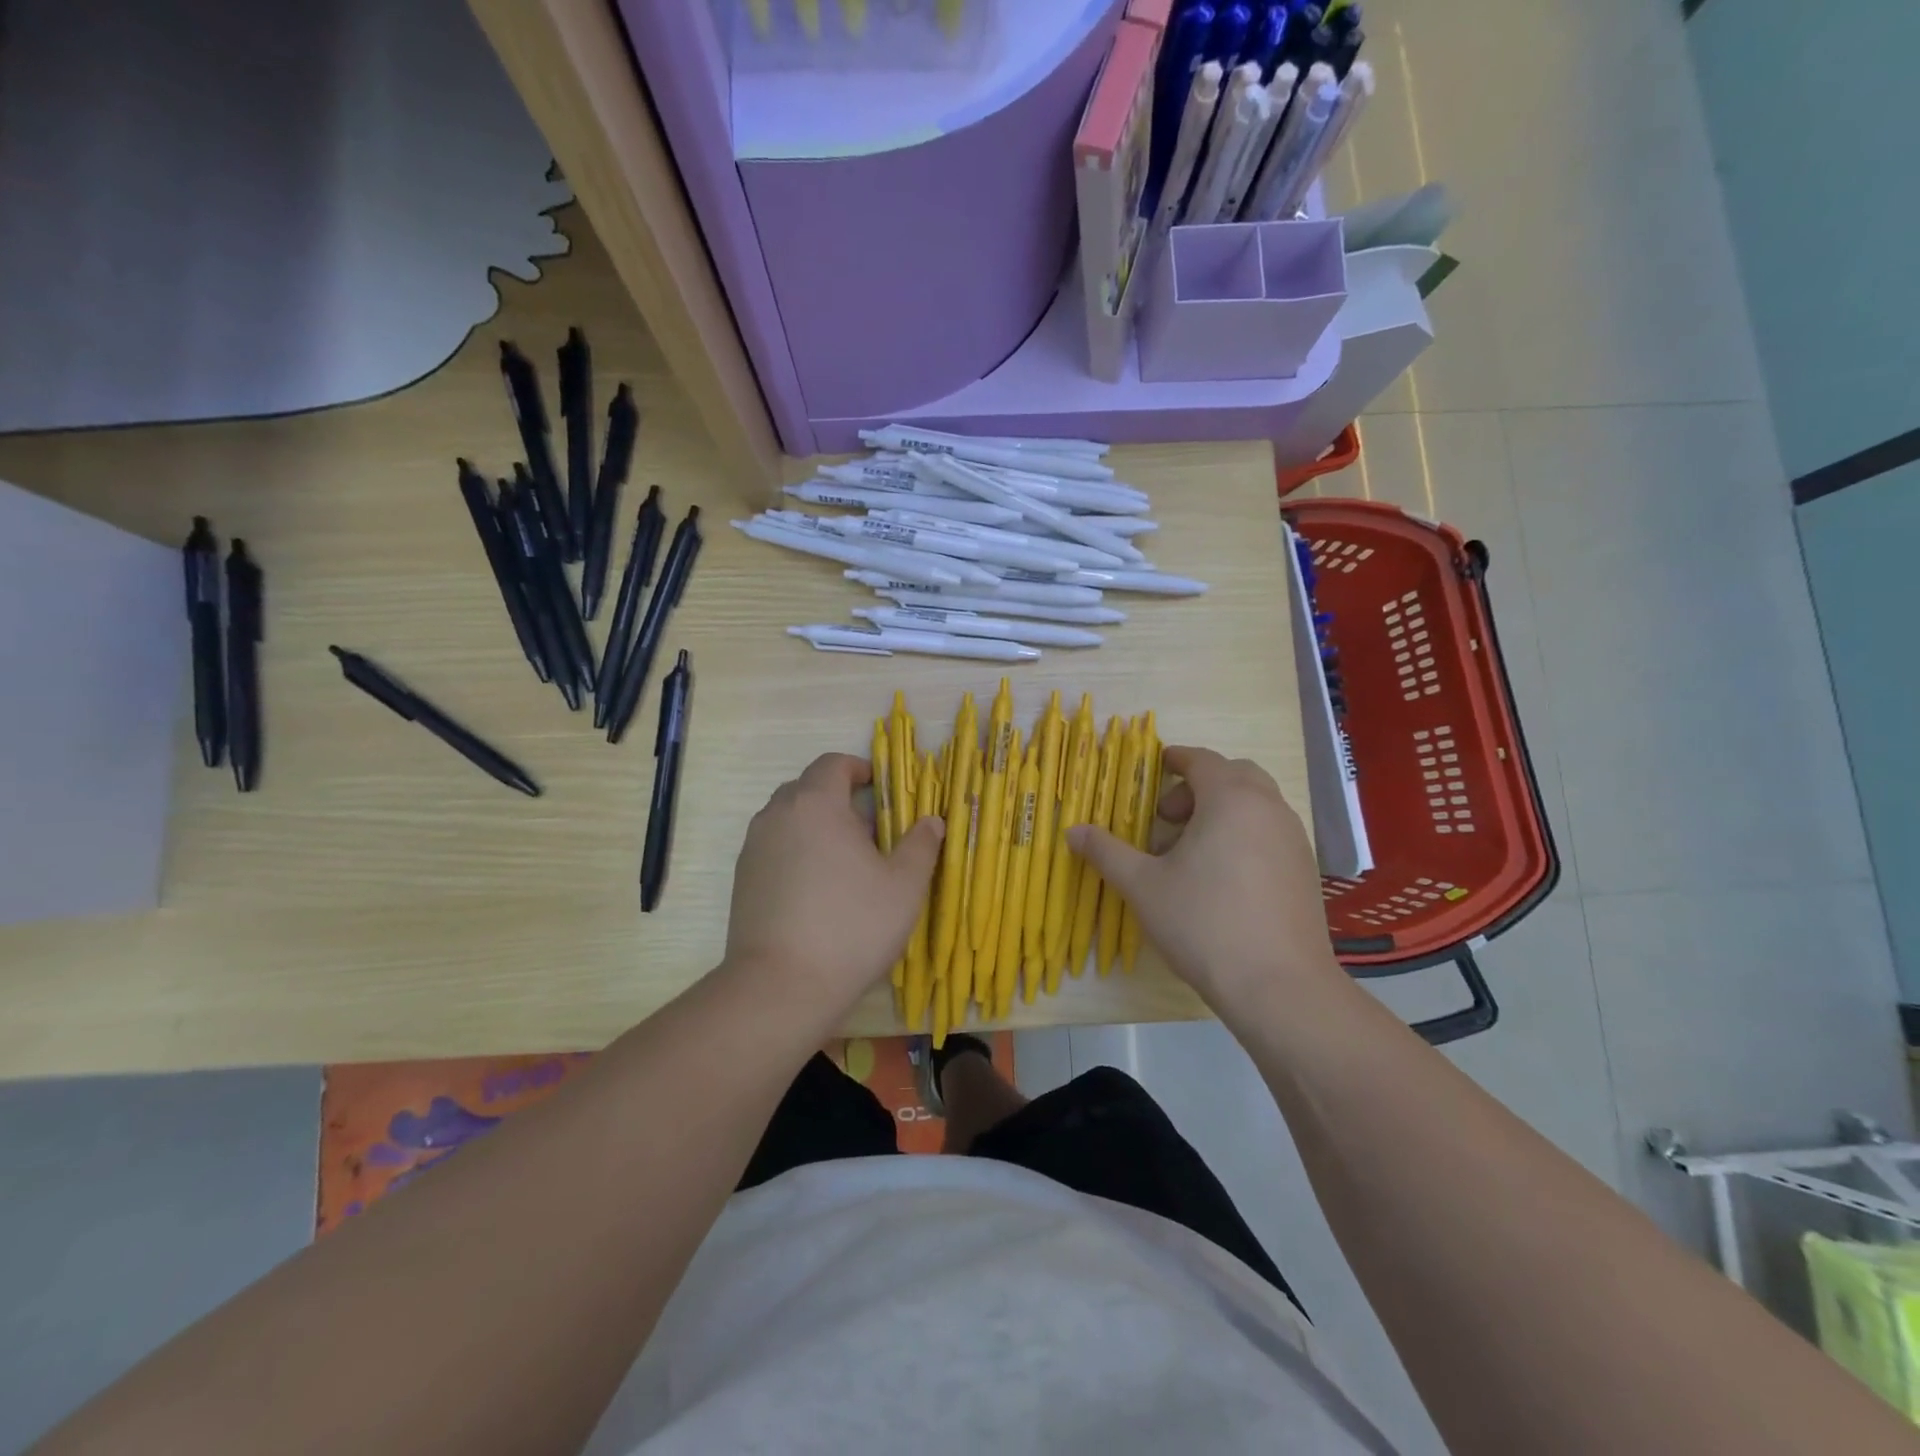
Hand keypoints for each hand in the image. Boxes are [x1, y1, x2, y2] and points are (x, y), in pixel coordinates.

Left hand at [724, 753, 944, 1011]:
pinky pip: (773, 847)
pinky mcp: (741, 878)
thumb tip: (932, 821)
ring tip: (842, 863)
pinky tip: (815, 890)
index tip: (879, 788)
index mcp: (816, 804)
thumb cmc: (852, 925)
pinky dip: (795, 852)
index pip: (833, 764)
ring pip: (788, 819)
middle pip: (807, 788)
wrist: (781, 985)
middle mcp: (778, 815)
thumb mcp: (904, 885)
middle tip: (868, 831)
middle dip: (838, 799)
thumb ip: (921, 845)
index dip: (858, 768)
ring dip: (815, 826)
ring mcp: (753, 847)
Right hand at [1068, 746, 1339, 1010]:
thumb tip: (1073, 831)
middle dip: (1199, 786)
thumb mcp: (1143, 886)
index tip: (1156, 766)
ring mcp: (1293, 839)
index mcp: (1230, 799)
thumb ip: (1107, 852)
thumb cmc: (1204, 923)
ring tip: (1191, 851)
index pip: (1202, 760)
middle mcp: (1268, 808)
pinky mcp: (1305, 870)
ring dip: (1222, 810)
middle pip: (1234, 775)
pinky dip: (1244, 834)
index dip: (1176, 759)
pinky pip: (1270, 832)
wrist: (1279, 985)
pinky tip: (1222, 877)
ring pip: (1256, 804)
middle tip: (1168, 817)